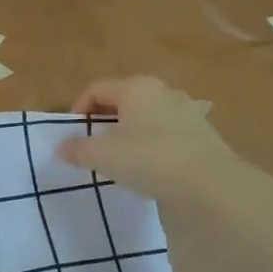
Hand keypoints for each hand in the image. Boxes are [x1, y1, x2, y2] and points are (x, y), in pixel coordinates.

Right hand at [56, 75, 238, 200]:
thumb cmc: (149, 159)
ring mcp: (187, 111)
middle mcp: (162, 91)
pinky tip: (150, 167)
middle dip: (104, 120)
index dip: (78, 110)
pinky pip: (167, 133)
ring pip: (146, 116)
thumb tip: (62, 147)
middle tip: (94, 146)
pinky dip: (152, 144)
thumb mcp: (102, 156)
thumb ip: (77, 149)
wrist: (210, 185)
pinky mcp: (203, 133)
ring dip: (129, 132)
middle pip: (122, 100)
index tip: (73, 137)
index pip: (96, 89)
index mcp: (135, 87)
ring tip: (121, 158)